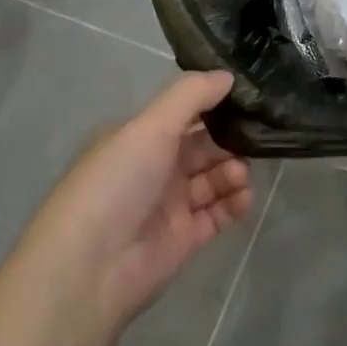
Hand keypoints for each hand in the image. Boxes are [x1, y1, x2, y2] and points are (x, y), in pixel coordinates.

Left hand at [37, 71, 252, 324]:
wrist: (89, 269)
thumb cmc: (116, 184)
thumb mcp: (149, 126)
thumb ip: (190, 96)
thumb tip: (228, 76)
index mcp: (137, 138)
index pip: (183, 113)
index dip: (214, 104)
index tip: (248, 96)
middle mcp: (153, 167)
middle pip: (202, 145)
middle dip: (229, 138)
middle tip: (256, 136)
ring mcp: (169, 204)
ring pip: (213, 178)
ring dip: (233, 170)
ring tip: (239, 173)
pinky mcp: (185, 237)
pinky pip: (218, 213)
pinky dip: (234, 202)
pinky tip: (244, 196)